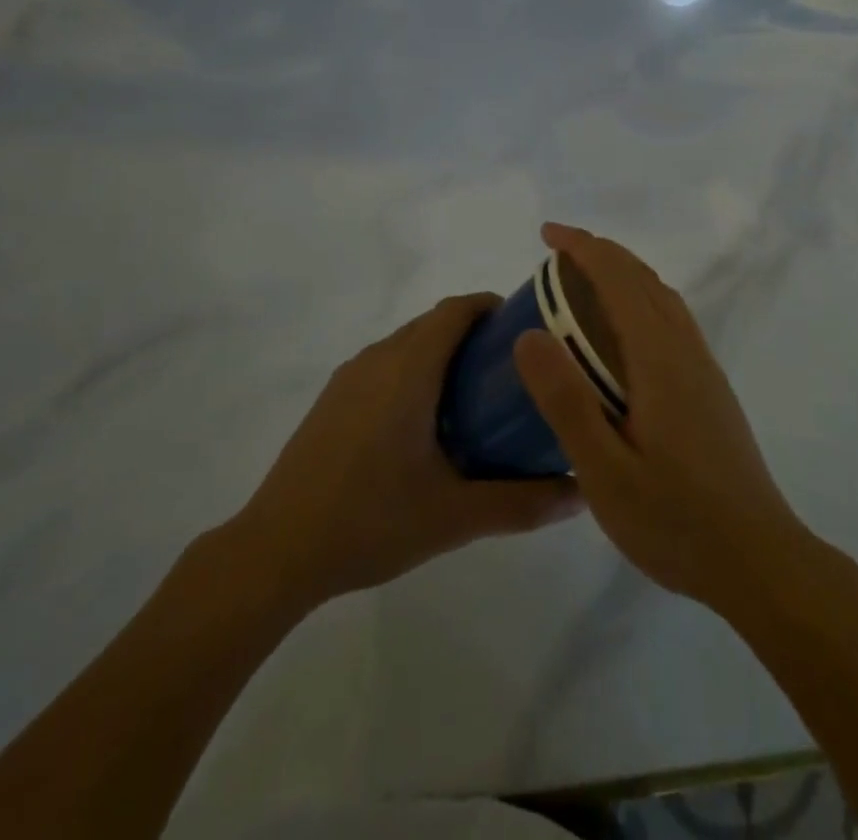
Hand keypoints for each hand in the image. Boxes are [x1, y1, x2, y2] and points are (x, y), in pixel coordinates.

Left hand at [234, 294, 581, 610]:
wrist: (276, 549)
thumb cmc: (370, 520)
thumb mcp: (454, 517)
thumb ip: (521, 503)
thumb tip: (580, 493)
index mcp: (408, 370)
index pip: (456, 310)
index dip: (492, 308)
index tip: (526, 330)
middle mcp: (377, 359)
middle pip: (433, 323)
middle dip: (475, 334)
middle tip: (513, 373)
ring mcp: (349, 377)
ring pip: (407, 343)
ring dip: (442, 354)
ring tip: (477, 399)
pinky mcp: (332, 399)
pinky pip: (384, 365)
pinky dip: (414, 372)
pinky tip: (426, 425)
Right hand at [514, 224, 805, 611]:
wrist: (761, 562)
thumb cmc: (676, 520)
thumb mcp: (604, 471)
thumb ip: (566, 401)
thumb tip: (528, 334)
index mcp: (659, 358)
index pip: (618, 279)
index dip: (582, 248)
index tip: (547, 234)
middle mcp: (685, 350)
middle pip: (643, 279)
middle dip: (600, 253)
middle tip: (556, 255)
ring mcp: (703, 369)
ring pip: (662, 298)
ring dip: (623, 275)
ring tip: (583, 285)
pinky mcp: (710, 390)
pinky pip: (671, 321)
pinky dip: (640, 301)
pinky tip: (623, 338)